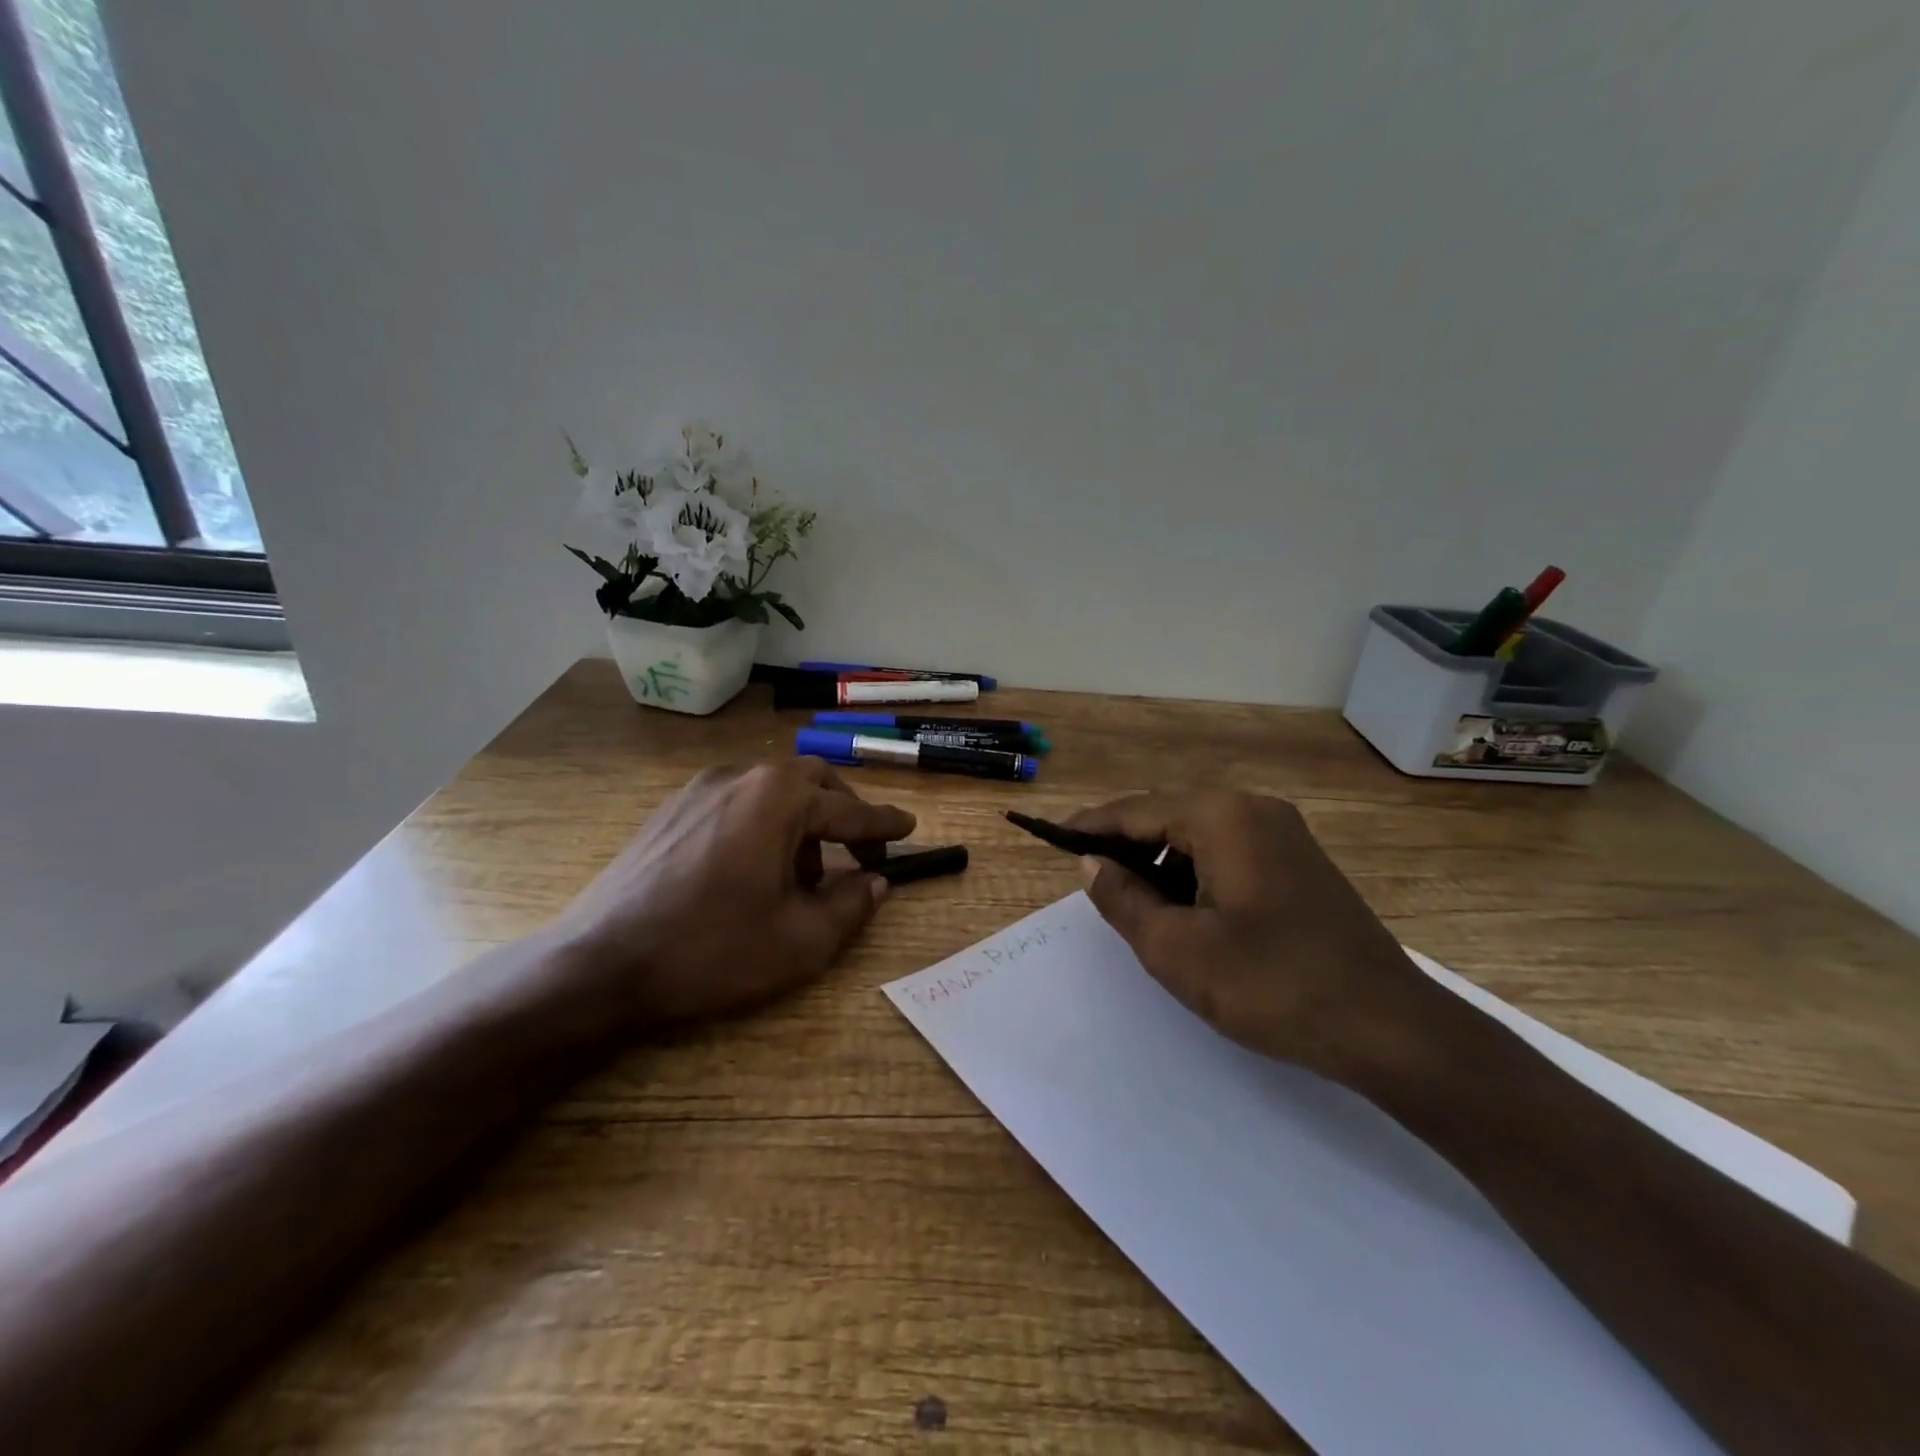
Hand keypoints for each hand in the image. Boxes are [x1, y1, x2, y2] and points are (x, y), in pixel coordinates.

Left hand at [555, 759, 915, 1026]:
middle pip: (811, 782)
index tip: (909, 827)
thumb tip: (876, 882)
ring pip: (771, 792)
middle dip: (843, 814)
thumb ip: (851, 905)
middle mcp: (740, 778)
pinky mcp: (670, 811)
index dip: (883, 824)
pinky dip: (762, 826)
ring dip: (801, 823)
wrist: (599, 964)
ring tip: (802, 877)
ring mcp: (698, 790)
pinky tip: (752, 872)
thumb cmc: (712, 949)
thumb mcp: (800, 941)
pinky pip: (735, 804)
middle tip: (860, 851)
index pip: (848, 808)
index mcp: (778, 798)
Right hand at [1067, 789, 1436, 1083]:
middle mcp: (1253, 809)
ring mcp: (1283, 833)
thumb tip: (1092, 865)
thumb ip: (1123, 900)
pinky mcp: (1299, 861)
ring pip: (1198, 833)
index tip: (1052, 839)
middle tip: (1089, 878)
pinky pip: (1228, 850)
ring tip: (1133, 901)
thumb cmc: (1271, 985)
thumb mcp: (1177, 949)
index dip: (1090, 826)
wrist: (1388, 1027)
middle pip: (1167, 814)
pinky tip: (1184, 908)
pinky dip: (1194, 871)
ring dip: (1160, 860)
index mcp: (1221, 817)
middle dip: (1125, 844)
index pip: (1135, 811)